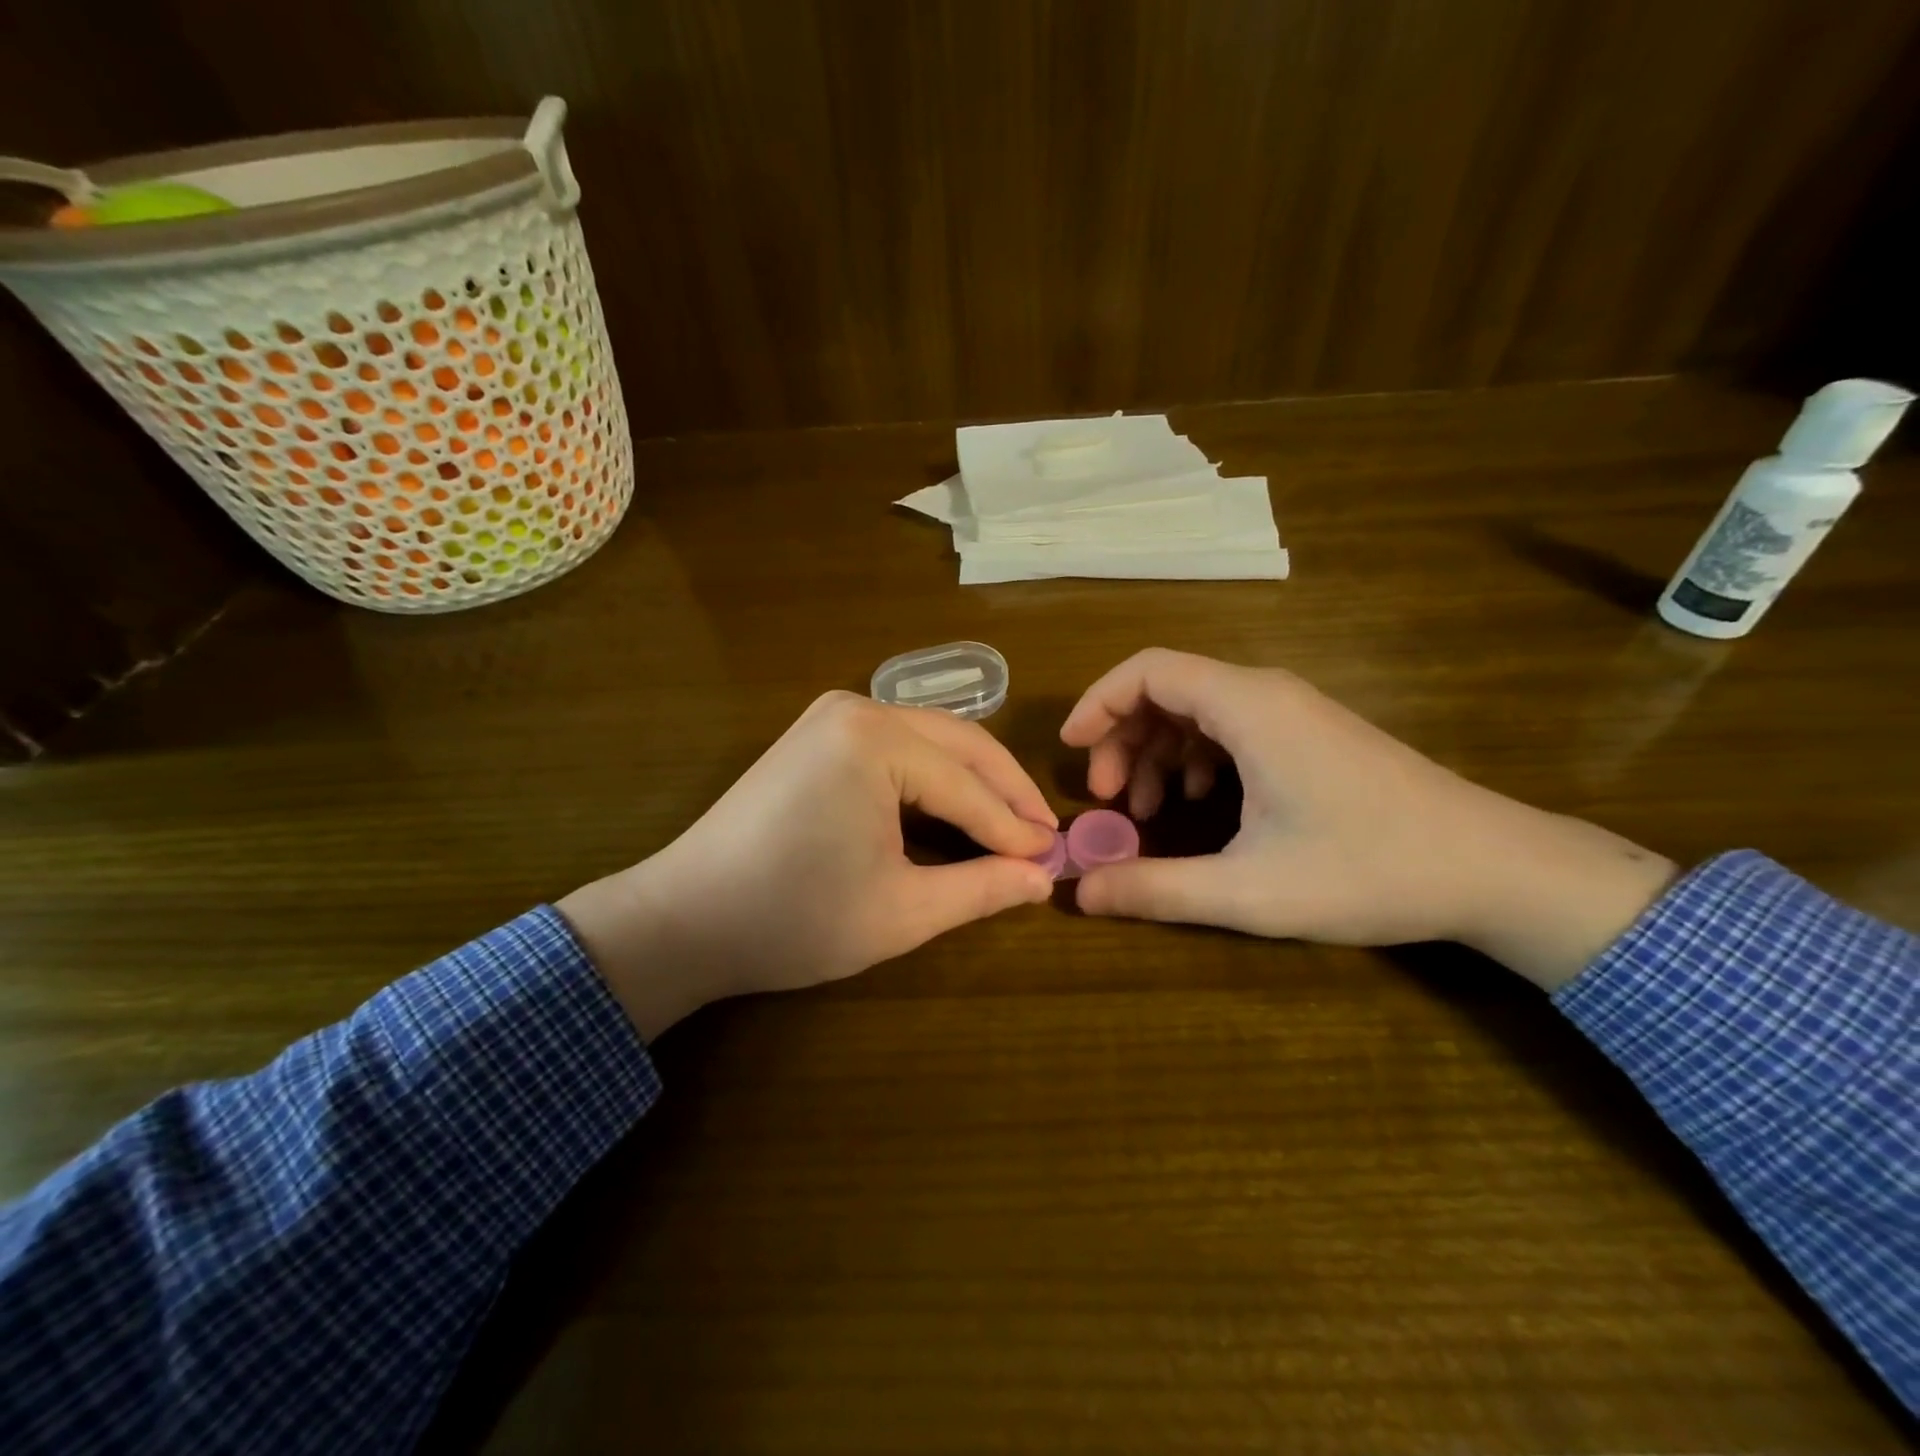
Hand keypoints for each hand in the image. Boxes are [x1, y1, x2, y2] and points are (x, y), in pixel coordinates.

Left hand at [559, 692, 1056, 1038]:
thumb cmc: (793, 919)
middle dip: (1005, 792)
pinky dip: (935, 776)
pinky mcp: (819, 732)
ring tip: (1011, 825)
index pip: (968, 786)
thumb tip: (1042, 878)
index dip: (1015, 828)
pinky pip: (899, 745)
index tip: (1054, 860)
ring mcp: (833, 715)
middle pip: (959, 745)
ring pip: (932, 740)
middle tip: (1044, 837)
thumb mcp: (900, 911)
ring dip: (974, 781)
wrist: (685, 918)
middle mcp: (858, 708)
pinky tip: (957, 807)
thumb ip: (980, 888)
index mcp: (876, 741)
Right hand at [1060, 649, 1677, 989]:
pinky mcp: (1309, 735)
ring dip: (1156, 752)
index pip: (1148, 670)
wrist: (1494, 869)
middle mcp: (1267, 693)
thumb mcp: (1249, 891)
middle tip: (1105, 801)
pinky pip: (1230, 727)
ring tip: (1144, 812)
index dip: (1097, 703)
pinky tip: (1198, 805)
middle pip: (1166, 689)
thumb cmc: (1369, 870)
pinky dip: (1194, 758)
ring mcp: (1293, 712)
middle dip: (1121, 738)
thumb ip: (1156, 889)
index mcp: (1248, 708)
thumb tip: (1080, 894)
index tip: (1069, 750)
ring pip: (1197, 709)